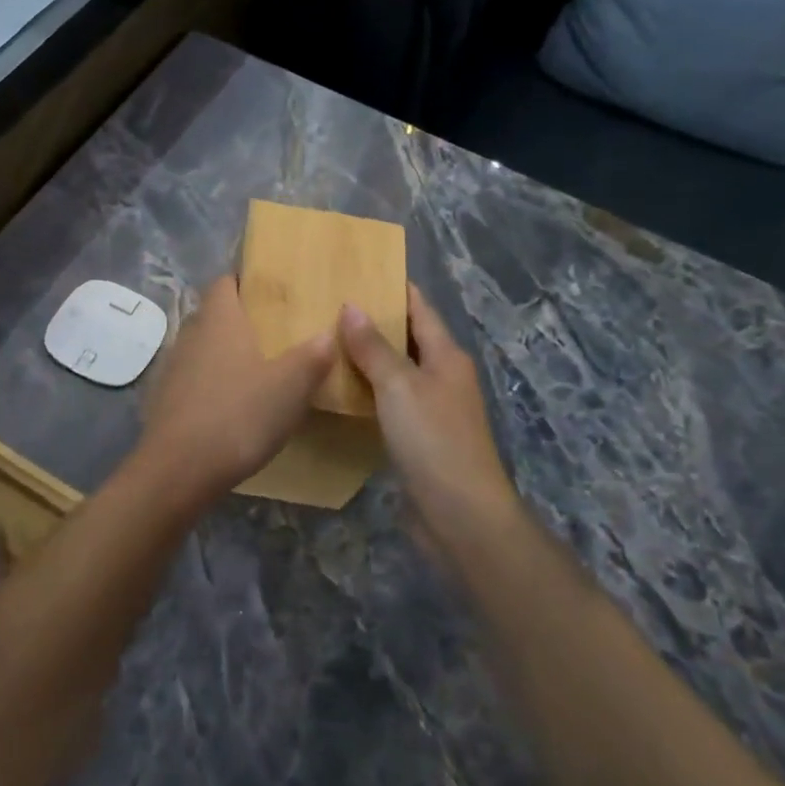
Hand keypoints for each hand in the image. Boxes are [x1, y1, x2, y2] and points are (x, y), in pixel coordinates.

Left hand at [134, 276, 335, 500]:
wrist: (179, 469)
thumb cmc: (238, 415)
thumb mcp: (290, 387)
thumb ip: (312, 356)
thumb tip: (328, 333)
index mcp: (219, 319)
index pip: (225, 281)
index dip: (246, 281)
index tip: (272, 291)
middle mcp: (191, 334)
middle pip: (215, 314)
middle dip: (242, 320)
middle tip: (277, 333)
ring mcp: (174, 367)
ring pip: (204, 348)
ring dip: (227, 354)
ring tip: (261, 370)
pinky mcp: (166, 399)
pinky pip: (194, 379)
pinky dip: (214, 384)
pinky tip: (234, 406)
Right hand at [339, 284, 521, 530]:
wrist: (460, 515)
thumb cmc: (434, 440)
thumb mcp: (399, 386)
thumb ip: (374, 347)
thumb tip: (350, 305)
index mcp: (446, 357)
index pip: (420, 309)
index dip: (394, 288)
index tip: (359, 270)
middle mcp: (442, 377)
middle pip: (407, 339)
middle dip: (373, 322)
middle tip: (327, 305)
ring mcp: (431, 410)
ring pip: (395, 372)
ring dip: (366, 358)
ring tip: (324, 341)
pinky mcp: (418, 439)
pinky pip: (388, 402)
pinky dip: (366, 391)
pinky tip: (337, 389)